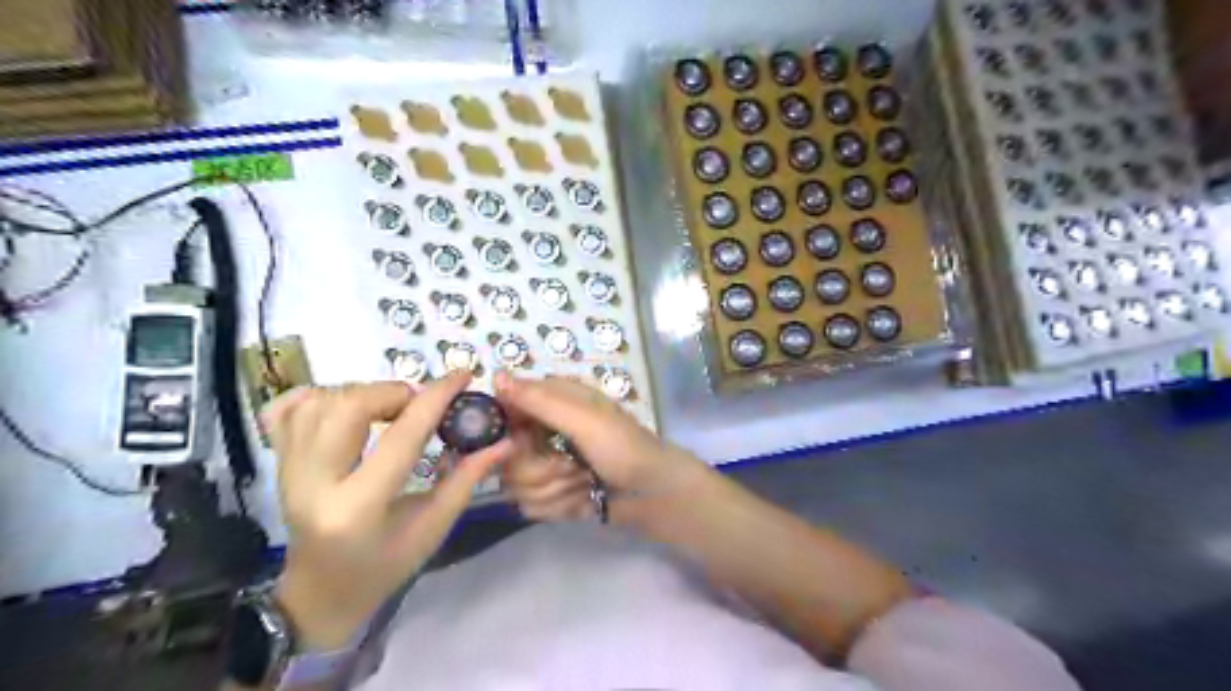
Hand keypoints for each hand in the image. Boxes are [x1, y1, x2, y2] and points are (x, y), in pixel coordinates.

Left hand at [261, 374, 512, 649]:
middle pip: (348, 407)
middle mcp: (313, 484)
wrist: (320, 595)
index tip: (463, 375)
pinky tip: (342, 407)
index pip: (402, 437)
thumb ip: (466, 479)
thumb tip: (503, 441)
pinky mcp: (277, 464)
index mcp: (359, 508)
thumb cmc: (384, 567)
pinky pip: (286, 410)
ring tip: (386, 409)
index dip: (437, 399)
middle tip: (417, 404)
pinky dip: (317, 395)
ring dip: (361, 393)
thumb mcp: (433, 528)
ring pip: (318, 401)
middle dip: (392, 392)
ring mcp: (287, 472)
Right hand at [490, 374, 701, 522]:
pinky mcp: (551, 494)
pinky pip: (530, 506)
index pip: (503, 411)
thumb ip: (538, 401)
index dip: (510, 432)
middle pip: (506, 456)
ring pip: (517, 484)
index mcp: (552, 402)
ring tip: (585, 483)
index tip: (524, 444)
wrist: (654, 493)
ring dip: (556, 489)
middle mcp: (543, 430)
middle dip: (542, 470)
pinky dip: (560, 507)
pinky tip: (583, 500)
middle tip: (573, 467)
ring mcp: (546, 465)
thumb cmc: (623, 448)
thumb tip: (495, 374)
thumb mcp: (583, 419)